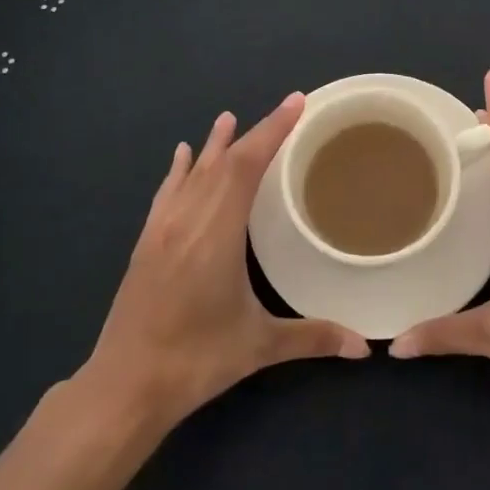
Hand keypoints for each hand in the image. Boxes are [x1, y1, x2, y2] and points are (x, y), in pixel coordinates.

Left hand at [85, 95, 367, 427]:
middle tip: (283, 108)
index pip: (247, 166)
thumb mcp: (258, 346)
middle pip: (222, 162)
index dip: (272, 130)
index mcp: (217, 233)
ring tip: (227, 118)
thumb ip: (314, 337)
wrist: (124, 386)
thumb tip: (365, 346)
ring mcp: (162, 230)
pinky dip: (178, 170)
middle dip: (255, 133)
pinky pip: (167, 193)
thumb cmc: (195, 360)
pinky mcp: (146, 244)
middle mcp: (188, 220)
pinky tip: (180, 157)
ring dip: (213, 145)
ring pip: (192, 173)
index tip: (295, 102)